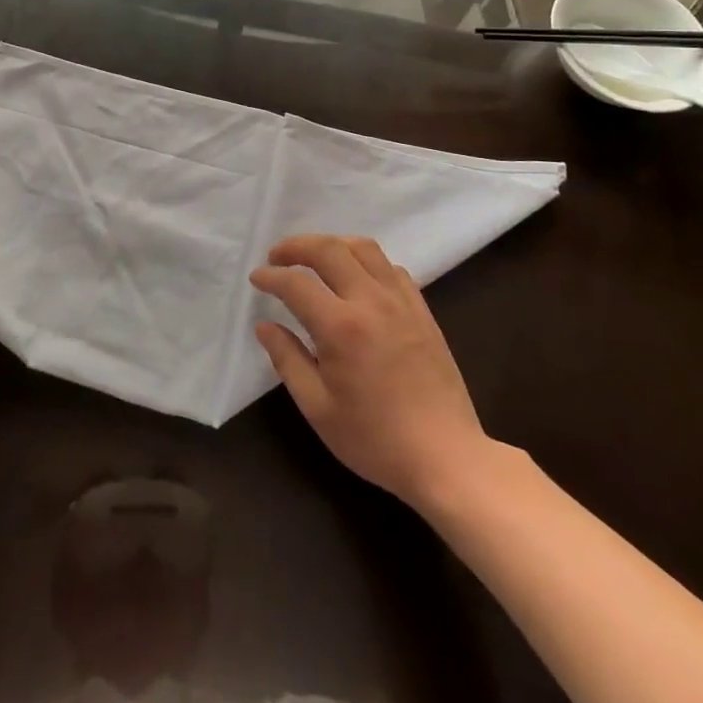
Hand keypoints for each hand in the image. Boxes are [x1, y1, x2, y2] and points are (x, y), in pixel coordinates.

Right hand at [251, 235, 490, 510]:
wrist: (446, 457)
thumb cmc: (375, 439)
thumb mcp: (318, 408)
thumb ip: (287, 360)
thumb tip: (265, 326)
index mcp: (341, 327)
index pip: (296, 284)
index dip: (270, 277)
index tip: (257, 279)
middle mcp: (371, 302)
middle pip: (329, 249)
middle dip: (296, 246)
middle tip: (277, 257)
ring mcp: (401, 302)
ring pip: (364, 248)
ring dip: (332, 245)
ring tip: (315, 259)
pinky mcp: (422, 310)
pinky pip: (390, 268)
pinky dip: (366, 262)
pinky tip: (356, 279)